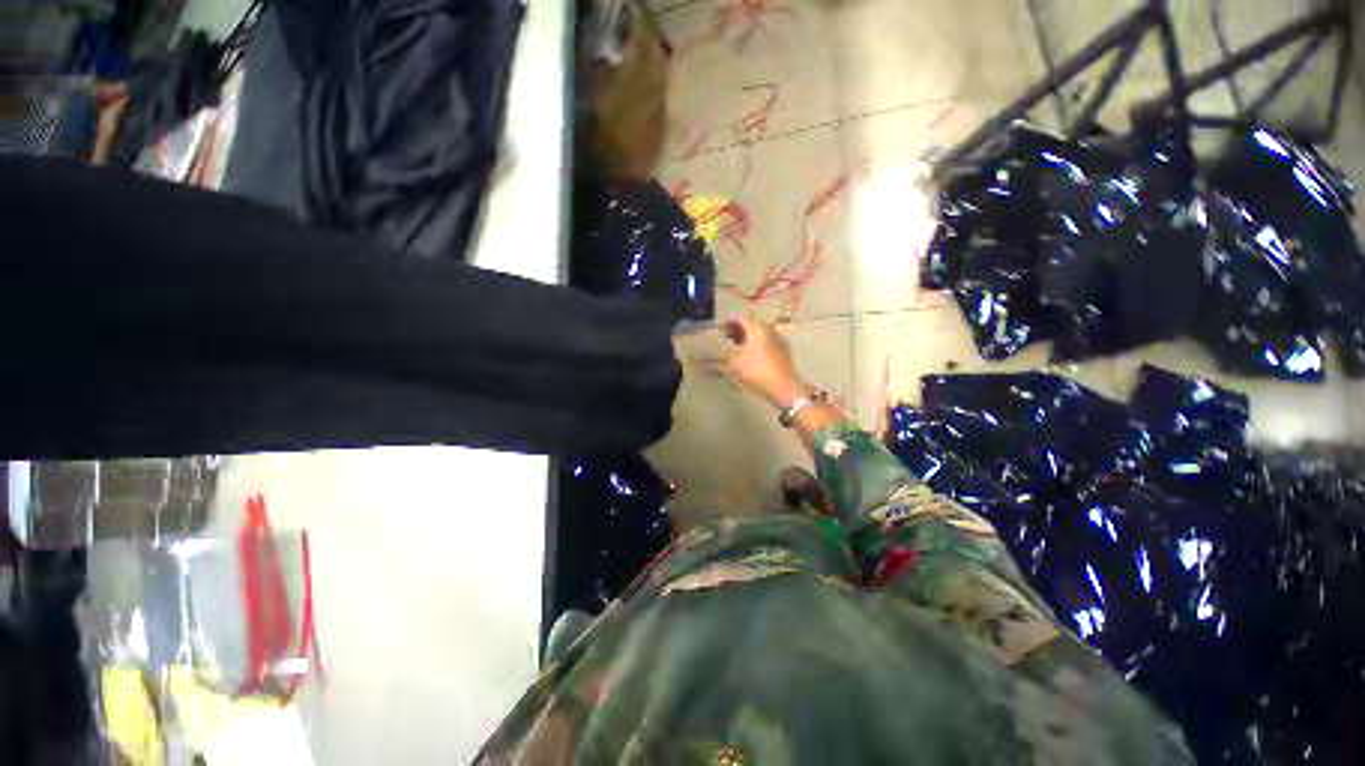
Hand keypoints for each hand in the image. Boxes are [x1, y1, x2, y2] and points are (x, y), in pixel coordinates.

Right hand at [720, 316, 806, 406]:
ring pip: (759, 333)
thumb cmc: (756, 371)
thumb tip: (714, 352)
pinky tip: (750, 356)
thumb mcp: (733, 362)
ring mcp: (778, 339)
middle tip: (726, 338)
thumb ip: (722, 354)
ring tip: (736, 347)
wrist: (784, 387)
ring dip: (747, 338)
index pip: (739, 317)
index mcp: (756, 327)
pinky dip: (756, 345)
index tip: (718, 330)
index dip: (726, 322)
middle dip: (737, 330)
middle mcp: (769, 328)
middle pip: (750, 324)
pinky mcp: (783, 351)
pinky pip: (766, 342)